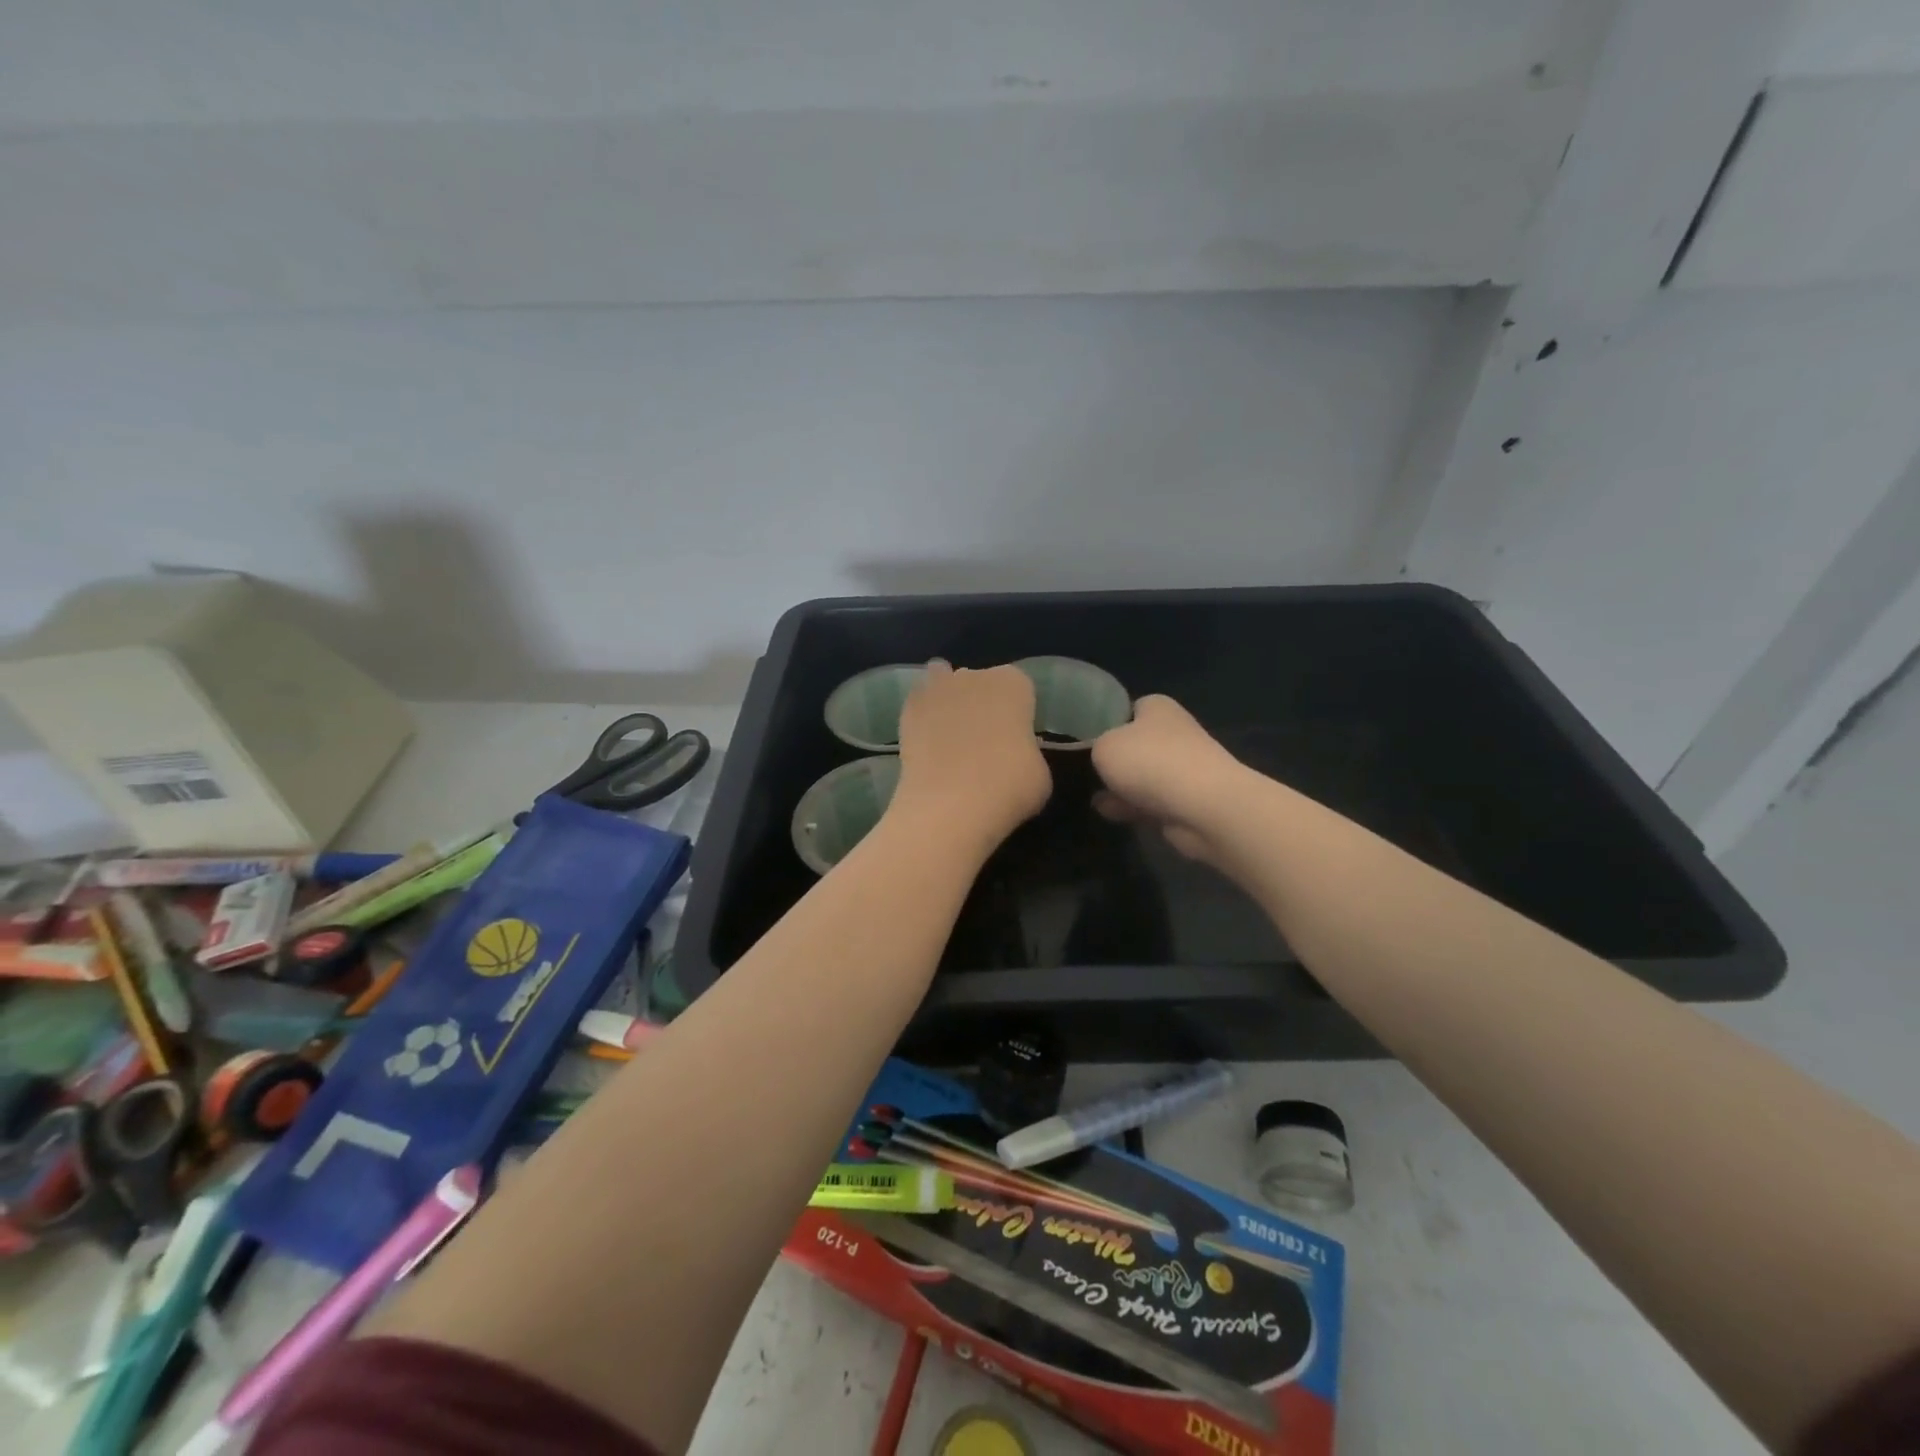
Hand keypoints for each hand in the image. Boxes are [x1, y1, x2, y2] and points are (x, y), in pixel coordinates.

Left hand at [891, 661, 1050, 854]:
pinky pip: (917, 706)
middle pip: (979, 682)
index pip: (1019, 688)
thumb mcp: (1039, 773)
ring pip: (942, 683)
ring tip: (948, 736)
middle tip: (982, 742)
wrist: (951, 805)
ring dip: (946, 701)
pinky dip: (921, 718)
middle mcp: (974, 676)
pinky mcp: (906, 712)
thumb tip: (1014, 754)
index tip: (1015, 738)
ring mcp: (936, 690)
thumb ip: (1027, 751)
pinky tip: (926, 743)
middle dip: (980, 703)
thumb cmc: (1009, 787)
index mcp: (1014, 684)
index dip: (1017, 713)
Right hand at [1091, 695, 1246, 865]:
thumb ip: (1095, 747)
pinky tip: (1109, 814)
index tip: (1084, 740)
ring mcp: (1182, 767)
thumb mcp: (1103, 746)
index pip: (1127, 708)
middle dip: (1114, 759)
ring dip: (1121, 786)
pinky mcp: (1186, 800)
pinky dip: (1132, 806)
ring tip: (1092, 796)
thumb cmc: (1150, 762)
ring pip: (1142, 775)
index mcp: (1157, 707)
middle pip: (1134, 744)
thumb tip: (1102, 755)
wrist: (1202, 806)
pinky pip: (1150, 801)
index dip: (1105, 722)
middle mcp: (1173, 732)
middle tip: (1085, 771)